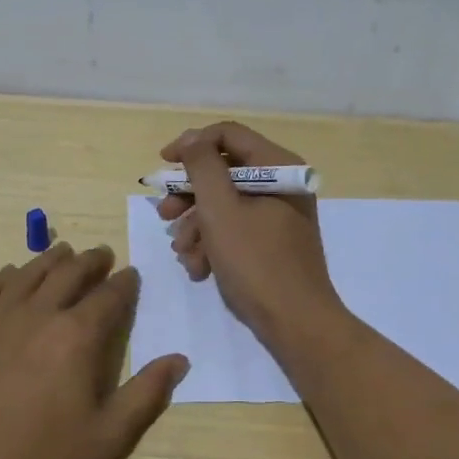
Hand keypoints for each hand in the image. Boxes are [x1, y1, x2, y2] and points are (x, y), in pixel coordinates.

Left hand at [0, 244, 187, 458]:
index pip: (109, 296)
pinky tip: (10, 275)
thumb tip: (179, 359)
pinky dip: (3, 277)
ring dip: (50, 260)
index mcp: (77, 335)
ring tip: (63, 253)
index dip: (124, 283)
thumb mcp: (109, 436)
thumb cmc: (43, 458)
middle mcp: (38, 315)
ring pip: (28, 274)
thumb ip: (147, 393)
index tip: (131, 275)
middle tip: (102, 255)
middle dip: (90, 261)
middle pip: (69, 273)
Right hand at [156, 122, 346, 349]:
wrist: (296, 323)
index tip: (163, 166)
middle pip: (223, 172)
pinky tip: (199, 268)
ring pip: (225, 205)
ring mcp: (278, 214)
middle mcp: (281, 184)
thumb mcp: (220, 210)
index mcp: (278, 167)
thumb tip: (192, 138)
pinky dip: (213, 244)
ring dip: (196, 226)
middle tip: (163, 215)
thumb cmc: (256, 262)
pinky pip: (236, 229)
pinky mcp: (272, 241)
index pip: (227, 135)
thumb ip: (203, 167)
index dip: (191, 145)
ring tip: (183, 253)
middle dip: (189, 196)